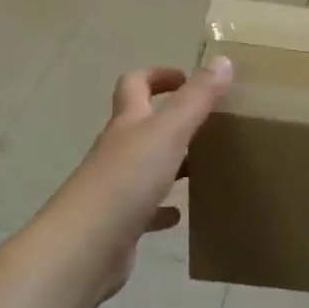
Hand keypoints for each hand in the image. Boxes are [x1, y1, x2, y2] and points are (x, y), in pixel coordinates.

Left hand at [59, 60, 231, 301]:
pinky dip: (163, 208)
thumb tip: (223, 60)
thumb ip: (197, 97)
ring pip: (146, 166)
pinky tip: (180, 213)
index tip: (187, 78)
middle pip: (140, 125)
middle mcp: (117, 150)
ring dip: (170, 163)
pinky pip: (145, 210)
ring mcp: (115, 188)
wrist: (85, 248)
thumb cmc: (128, 179)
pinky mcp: (119, 224)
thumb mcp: (170, 131)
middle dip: (170, 119)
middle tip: (207, 123)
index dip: (158, 76)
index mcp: (127, 123)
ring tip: (204, 165)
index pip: (135, 85)